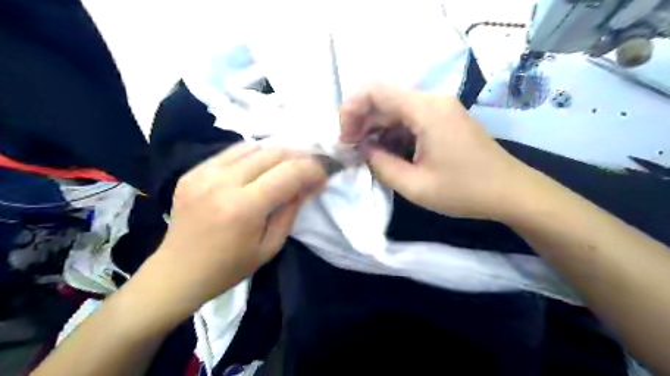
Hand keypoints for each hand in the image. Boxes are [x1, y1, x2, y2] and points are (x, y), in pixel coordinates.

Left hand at [140, 142, 327, 313]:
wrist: (177, 272)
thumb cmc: (229, 268)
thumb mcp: (270, 246)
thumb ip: (291, 210)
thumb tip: (311, 183)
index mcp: (244, 208)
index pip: (289, 173)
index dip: (313, 169)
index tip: (325, 173)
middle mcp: (223, 182)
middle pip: (273, 152)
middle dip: (299, 156)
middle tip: (310, 166)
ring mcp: (203, 173)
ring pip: (253, 146)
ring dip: (276, 154)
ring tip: (286, 167)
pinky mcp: (193, 171)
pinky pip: (232, 152)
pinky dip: (253, 155)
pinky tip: (258, 169)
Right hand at [343, 82, 530, 218]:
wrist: (512, 192)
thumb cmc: (465, 191)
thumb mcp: (415, 186)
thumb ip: (381, 165)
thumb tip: (364, 150)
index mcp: (425, 110)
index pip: (375, 91)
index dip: (351, 109)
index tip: (345, 138)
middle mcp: (432, 101)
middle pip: (384, 99)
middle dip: (361, 122)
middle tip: (351, 150)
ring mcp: (440, 109)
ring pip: (396, 109)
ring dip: (376, 129)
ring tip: (367, 155)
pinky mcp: (444, 120)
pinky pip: (410, 119)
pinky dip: (393, 133)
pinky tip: (388, 153)